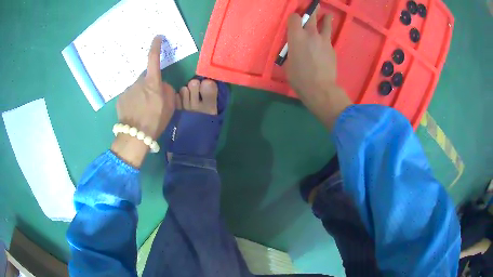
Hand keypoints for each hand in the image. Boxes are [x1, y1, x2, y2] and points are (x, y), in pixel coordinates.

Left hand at [111, 36, 175, 167]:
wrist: (135, 136)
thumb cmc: (155, 120)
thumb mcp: (170, 105)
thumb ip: (167, 90)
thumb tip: (161, 85)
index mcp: (152, 82)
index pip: (153, 59)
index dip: (156, 46)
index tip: (157, 37)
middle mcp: (138, 82)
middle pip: (145, 78)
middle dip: (149, 85)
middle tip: (152, 101)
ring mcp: (127, 90)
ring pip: (136, 88)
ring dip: (140, 95)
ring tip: (142, 111)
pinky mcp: (120, 99)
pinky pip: (129, 96)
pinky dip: (132, 101)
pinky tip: (134, 113)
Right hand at [285, 10, 351, 129]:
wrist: (320, 88)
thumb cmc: (299, 78)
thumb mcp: (288, 63)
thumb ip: (292, 50)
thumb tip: (296, 48)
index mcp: (296, 36)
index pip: (295, 17)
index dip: (294, 17)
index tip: (294, 20)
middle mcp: (311, 34)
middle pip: (312, 16)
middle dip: (312, 10)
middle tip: (314, 6)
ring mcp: (324, 40)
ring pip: (326, 24)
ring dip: (326, 19)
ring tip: (328, 15)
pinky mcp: (332, 48)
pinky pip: (328, 39)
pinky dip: (326, 38)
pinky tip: (325, 43)